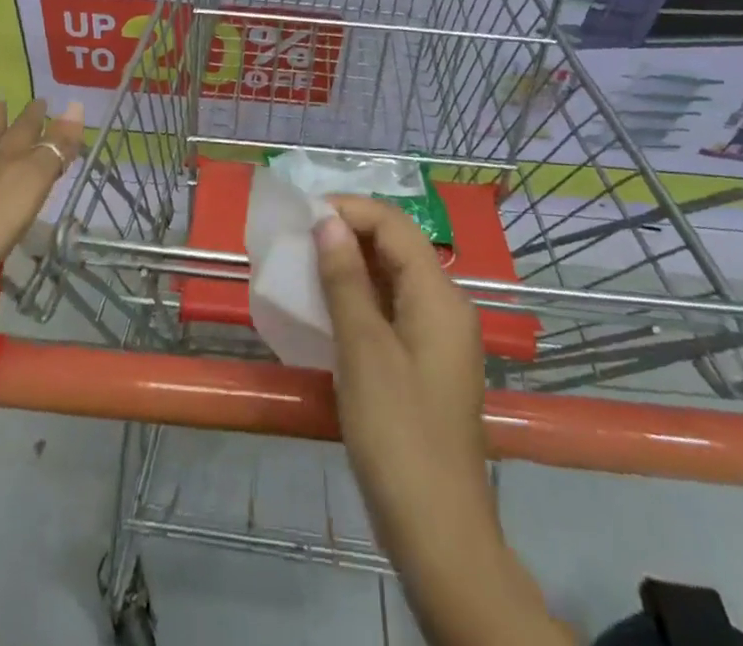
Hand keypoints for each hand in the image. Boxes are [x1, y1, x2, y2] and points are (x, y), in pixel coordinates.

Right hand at [314, 198, 569, 644]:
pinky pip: (392, 310)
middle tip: (297, 239)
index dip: (350, 210)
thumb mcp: (363, 350)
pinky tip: (328, 309)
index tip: (303, 215)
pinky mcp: (425, 363)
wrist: (437, 532)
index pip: (394, 225)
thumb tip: (328, 222)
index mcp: (439, 295)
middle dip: (347, 234)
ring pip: (392, 278)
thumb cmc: (397, 433)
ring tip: (304, 267)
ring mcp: (438, 337)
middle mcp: (446, 306)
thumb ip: (346, 280)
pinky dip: (359, 299)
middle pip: (396, 247)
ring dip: (350, 266)